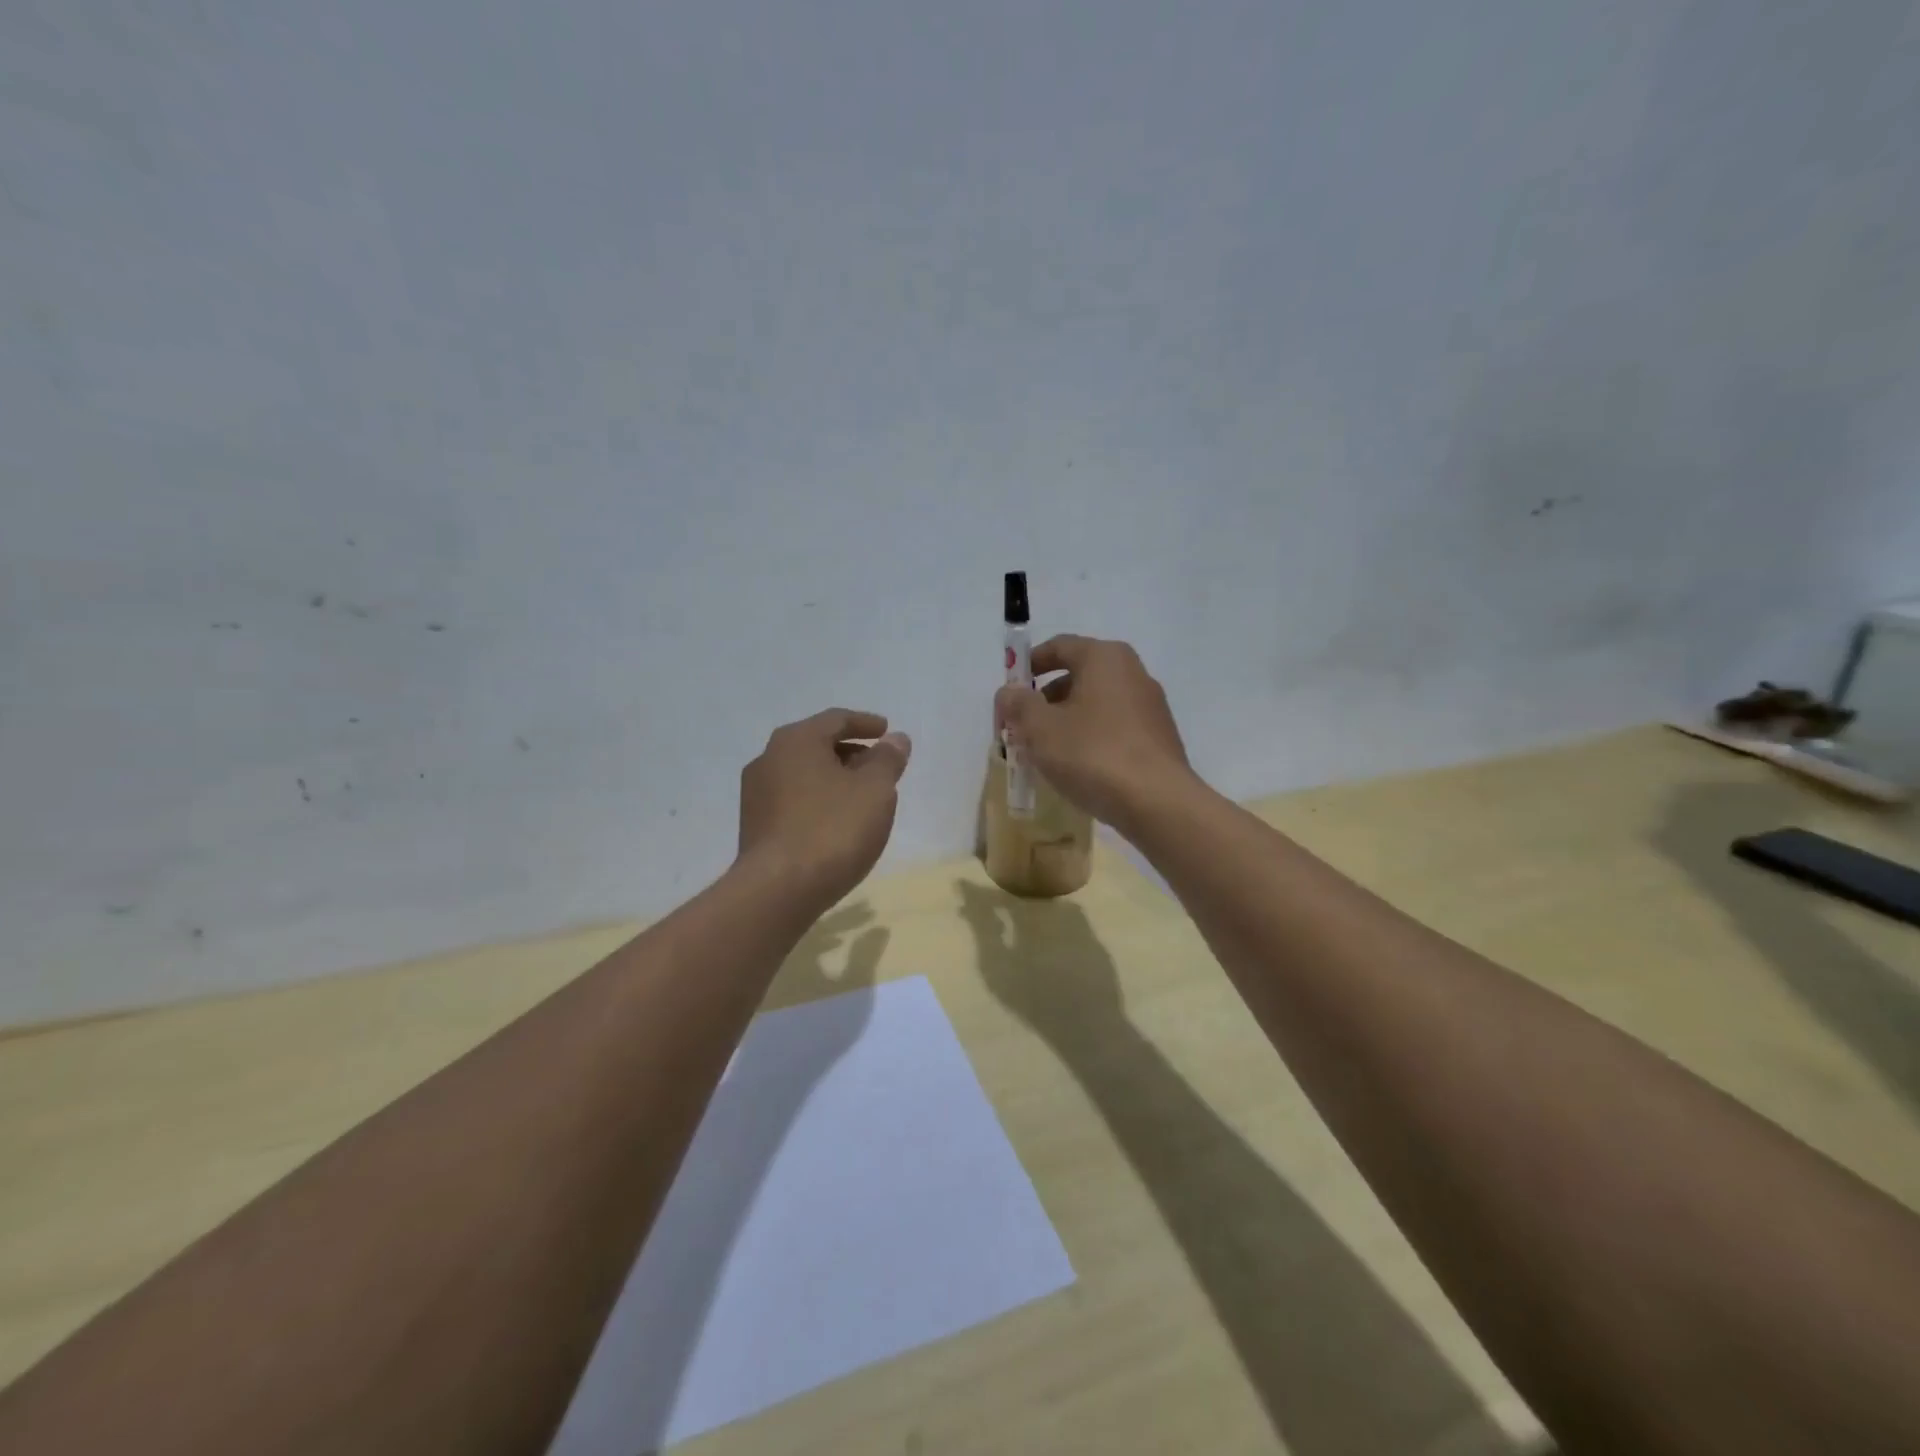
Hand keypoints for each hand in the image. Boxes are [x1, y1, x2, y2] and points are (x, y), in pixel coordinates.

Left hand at [738, 709, 911, 904]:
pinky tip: (836, 822)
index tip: (887, 732)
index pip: (836, 719)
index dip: (866, 723)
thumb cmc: (833, 829)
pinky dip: (818, 800)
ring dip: (834, 779)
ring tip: (862, 797)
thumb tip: (896, 739)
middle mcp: (768, 758)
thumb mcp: (875, 790)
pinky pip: (793, 800)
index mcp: (796, 740)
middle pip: (817, 745)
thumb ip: (887, 759)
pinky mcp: (754, 826)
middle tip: (879, 767)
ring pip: (803, 774)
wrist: (778, 890)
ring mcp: (756, 794)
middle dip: (851, 752)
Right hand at [994, 635, 1192, 831]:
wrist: (1158, 802)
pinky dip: (1089, 739)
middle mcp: (1132, 672)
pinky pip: (1113, 728)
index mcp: (1104, 658)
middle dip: (1044, 700)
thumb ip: (1018, 705)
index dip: (1028, 666)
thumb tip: (1009, 692)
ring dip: (1065, 722)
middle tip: (1021, 728)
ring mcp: (1150, 706)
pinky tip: (1076, 768)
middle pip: (1077, 676)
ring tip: (1044, 754)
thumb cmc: (1093, 754)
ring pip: (1095, 705)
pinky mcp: (1158, 738)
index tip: (1009, 693)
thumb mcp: (1040, 729)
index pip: (1059, 646)